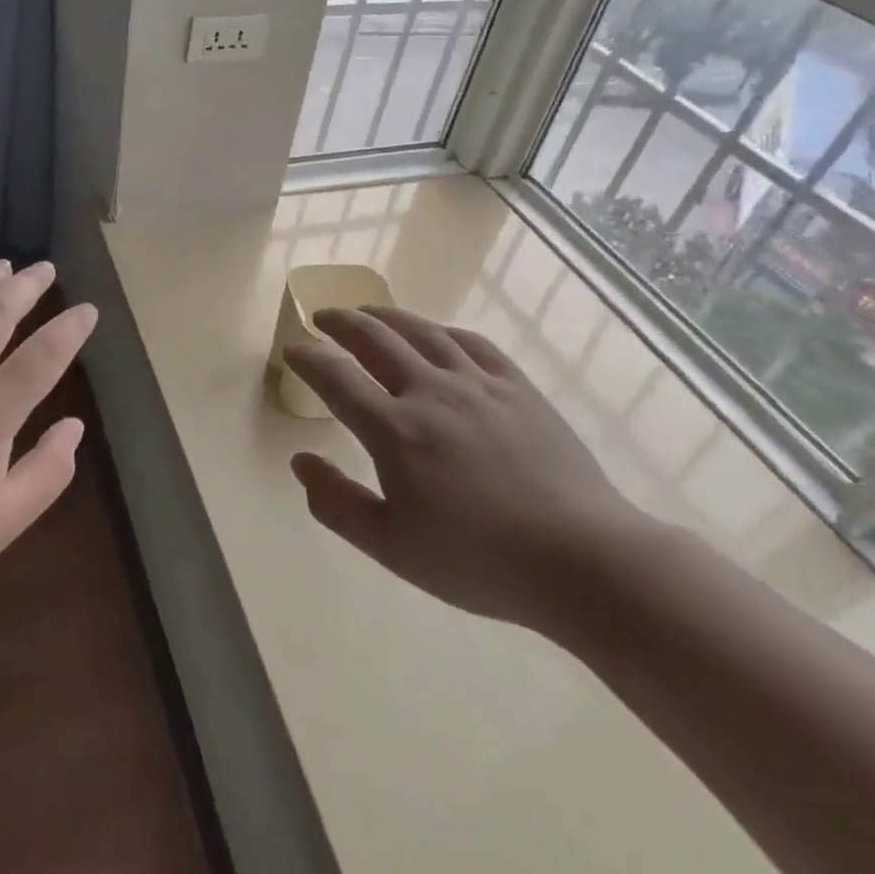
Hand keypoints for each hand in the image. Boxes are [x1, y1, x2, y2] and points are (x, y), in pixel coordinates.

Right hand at [282, 306, 647, 630]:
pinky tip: (437, 335)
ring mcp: (478, 383)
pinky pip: (472, 343)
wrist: (582, 560)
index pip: (335, 377)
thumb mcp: (392, 547)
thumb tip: (301, 461)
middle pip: (374, 338)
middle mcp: (430, 392)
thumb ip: (337, 504)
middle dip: (340, 322)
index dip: (307, 358)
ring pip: (422, 331)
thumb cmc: (478, 561)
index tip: (292, 350)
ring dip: (386, 316)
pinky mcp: (517, 386)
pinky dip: (443, 331)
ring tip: (368, 312)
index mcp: (395, 430)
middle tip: (323, 316)